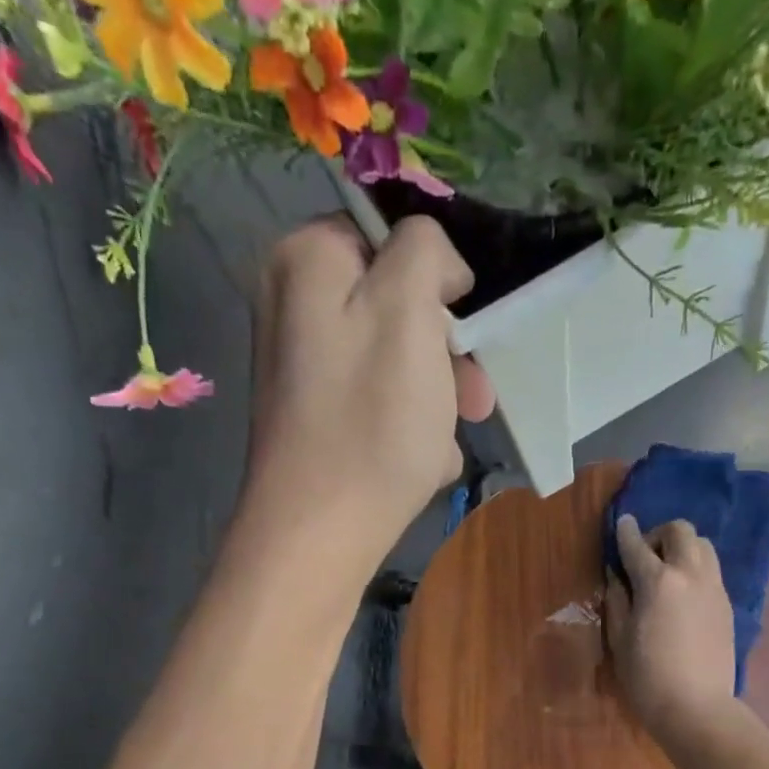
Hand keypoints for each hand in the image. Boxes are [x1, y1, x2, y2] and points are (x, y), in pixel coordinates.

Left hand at [242, 215, 494, 577]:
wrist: (322, 533)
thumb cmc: (372, 421)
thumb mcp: (409, 311)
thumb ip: (424, 251)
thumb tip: (434, 261)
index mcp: (306, 259)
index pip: (390, 235)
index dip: (437, 278)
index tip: (463, 326)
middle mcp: (294, 305)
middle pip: (396, 305)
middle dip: (445, 351)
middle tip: (475, 397)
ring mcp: (304, 367)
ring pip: (397, 361)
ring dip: (436, 397)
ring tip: (447, 439)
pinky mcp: (318, 418)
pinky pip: (380, 403)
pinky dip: (409, 428)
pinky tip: (421, 461)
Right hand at [604, 514, 737, 743]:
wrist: (697, 708)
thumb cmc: (648, 678)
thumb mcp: (620, 639)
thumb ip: (618, 600)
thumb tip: (617, 576)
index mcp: (658, 581)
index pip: (637, 545)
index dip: (625, 532)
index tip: (621, 524)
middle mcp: (690, 574)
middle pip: (681, 531)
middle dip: (660, 535)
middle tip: (645, 557)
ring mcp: (714, 588)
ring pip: (703, 546)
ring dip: (683, 548)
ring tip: (668, 573)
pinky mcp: (727, 605)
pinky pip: (712, 571)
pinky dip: (696, 570)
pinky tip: (684, 595)